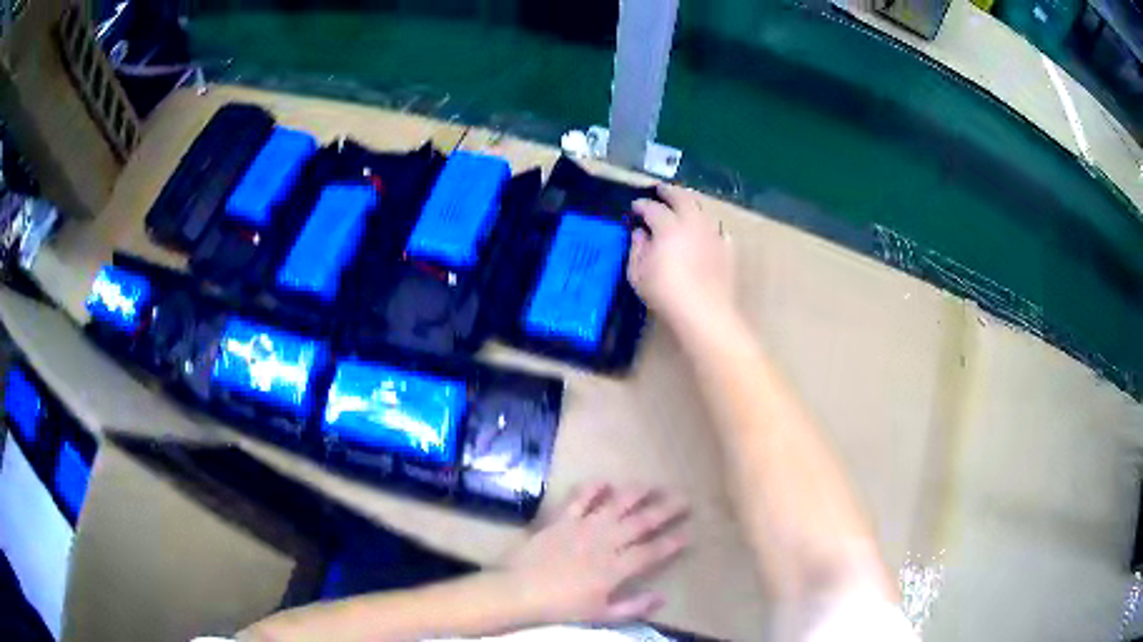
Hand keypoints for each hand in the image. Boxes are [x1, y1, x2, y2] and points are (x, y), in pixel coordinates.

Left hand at [503, 483, 689, 624]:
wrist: (520, 590)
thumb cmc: (562, 607)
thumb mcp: (602, 615)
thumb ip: (634, 607)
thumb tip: (662, 597)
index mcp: (617, 567)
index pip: (652, 551)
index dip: (672, 542)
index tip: (689, 532)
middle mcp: (606, 542)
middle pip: (642, 522)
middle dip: (666, 510)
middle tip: (683, 498)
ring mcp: (584, 527)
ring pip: (616, 505)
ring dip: (635, 494)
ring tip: (651, 485)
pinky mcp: (562, 520)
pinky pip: (580, 499)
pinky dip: (592, 488)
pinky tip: (604, 481)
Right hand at [629, 185, 734, 335]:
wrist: (705, 312)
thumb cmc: (665, 294)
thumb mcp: (638, 274)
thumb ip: (637, 249)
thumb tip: (640, 234)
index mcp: (668, 226)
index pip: (652, 208)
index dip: (641, 205)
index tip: (635, 207)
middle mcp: (692, 223)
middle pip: (682, 198)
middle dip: (669, 191)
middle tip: (660, 190)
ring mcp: (712, 234)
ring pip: (702, 210)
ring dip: (690, 204)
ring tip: (683, 206)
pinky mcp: (727, 248)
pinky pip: (718, 230)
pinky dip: (709, 226)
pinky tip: (707, 231)